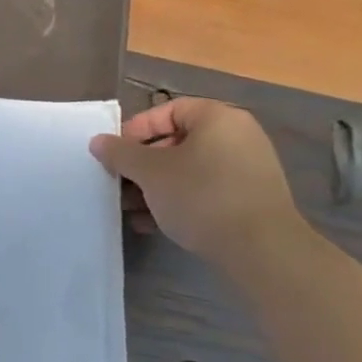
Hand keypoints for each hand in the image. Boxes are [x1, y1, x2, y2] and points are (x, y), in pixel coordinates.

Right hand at [89, 97, 300, 261]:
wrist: (262, 251)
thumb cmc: (202, 196)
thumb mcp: (150, 172)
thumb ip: (121, 153)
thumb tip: (98, 142)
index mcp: (218, 118)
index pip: (168, 110)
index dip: (136, 129)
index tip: (115, 153)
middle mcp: (238, 137)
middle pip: (177, 141)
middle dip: (142, 164)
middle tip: (119, 182)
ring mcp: (248, 170)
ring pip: (189, 170)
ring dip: (155, 186)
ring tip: (130, 208)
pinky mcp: (250, 200)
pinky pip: (205, 191)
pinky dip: (179, 201)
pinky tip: (153, 224)